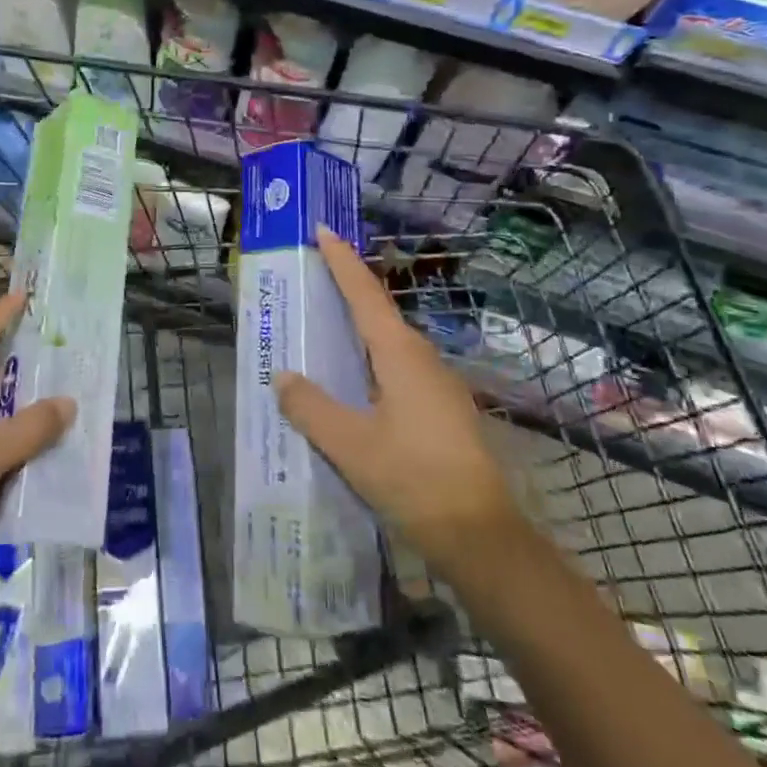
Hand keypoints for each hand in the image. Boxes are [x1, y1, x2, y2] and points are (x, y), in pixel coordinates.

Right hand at [275, 227, 520, 567]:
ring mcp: (438, 384)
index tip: (324, 230)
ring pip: (391, 343)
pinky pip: (400, 369)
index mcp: (400, 354)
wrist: (483, 535)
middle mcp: (422, 358)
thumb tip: (283, 376)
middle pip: (379, 312)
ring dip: (360, 329)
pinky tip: (355, 384)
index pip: (365, 293)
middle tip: (313, 280)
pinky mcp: (444, 410)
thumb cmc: (414, 479)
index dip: (342, 260)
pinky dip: (371, 361)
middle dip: (348, 291)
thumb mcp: (350, 445)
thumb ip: (311, 407)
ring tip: (326, 328)